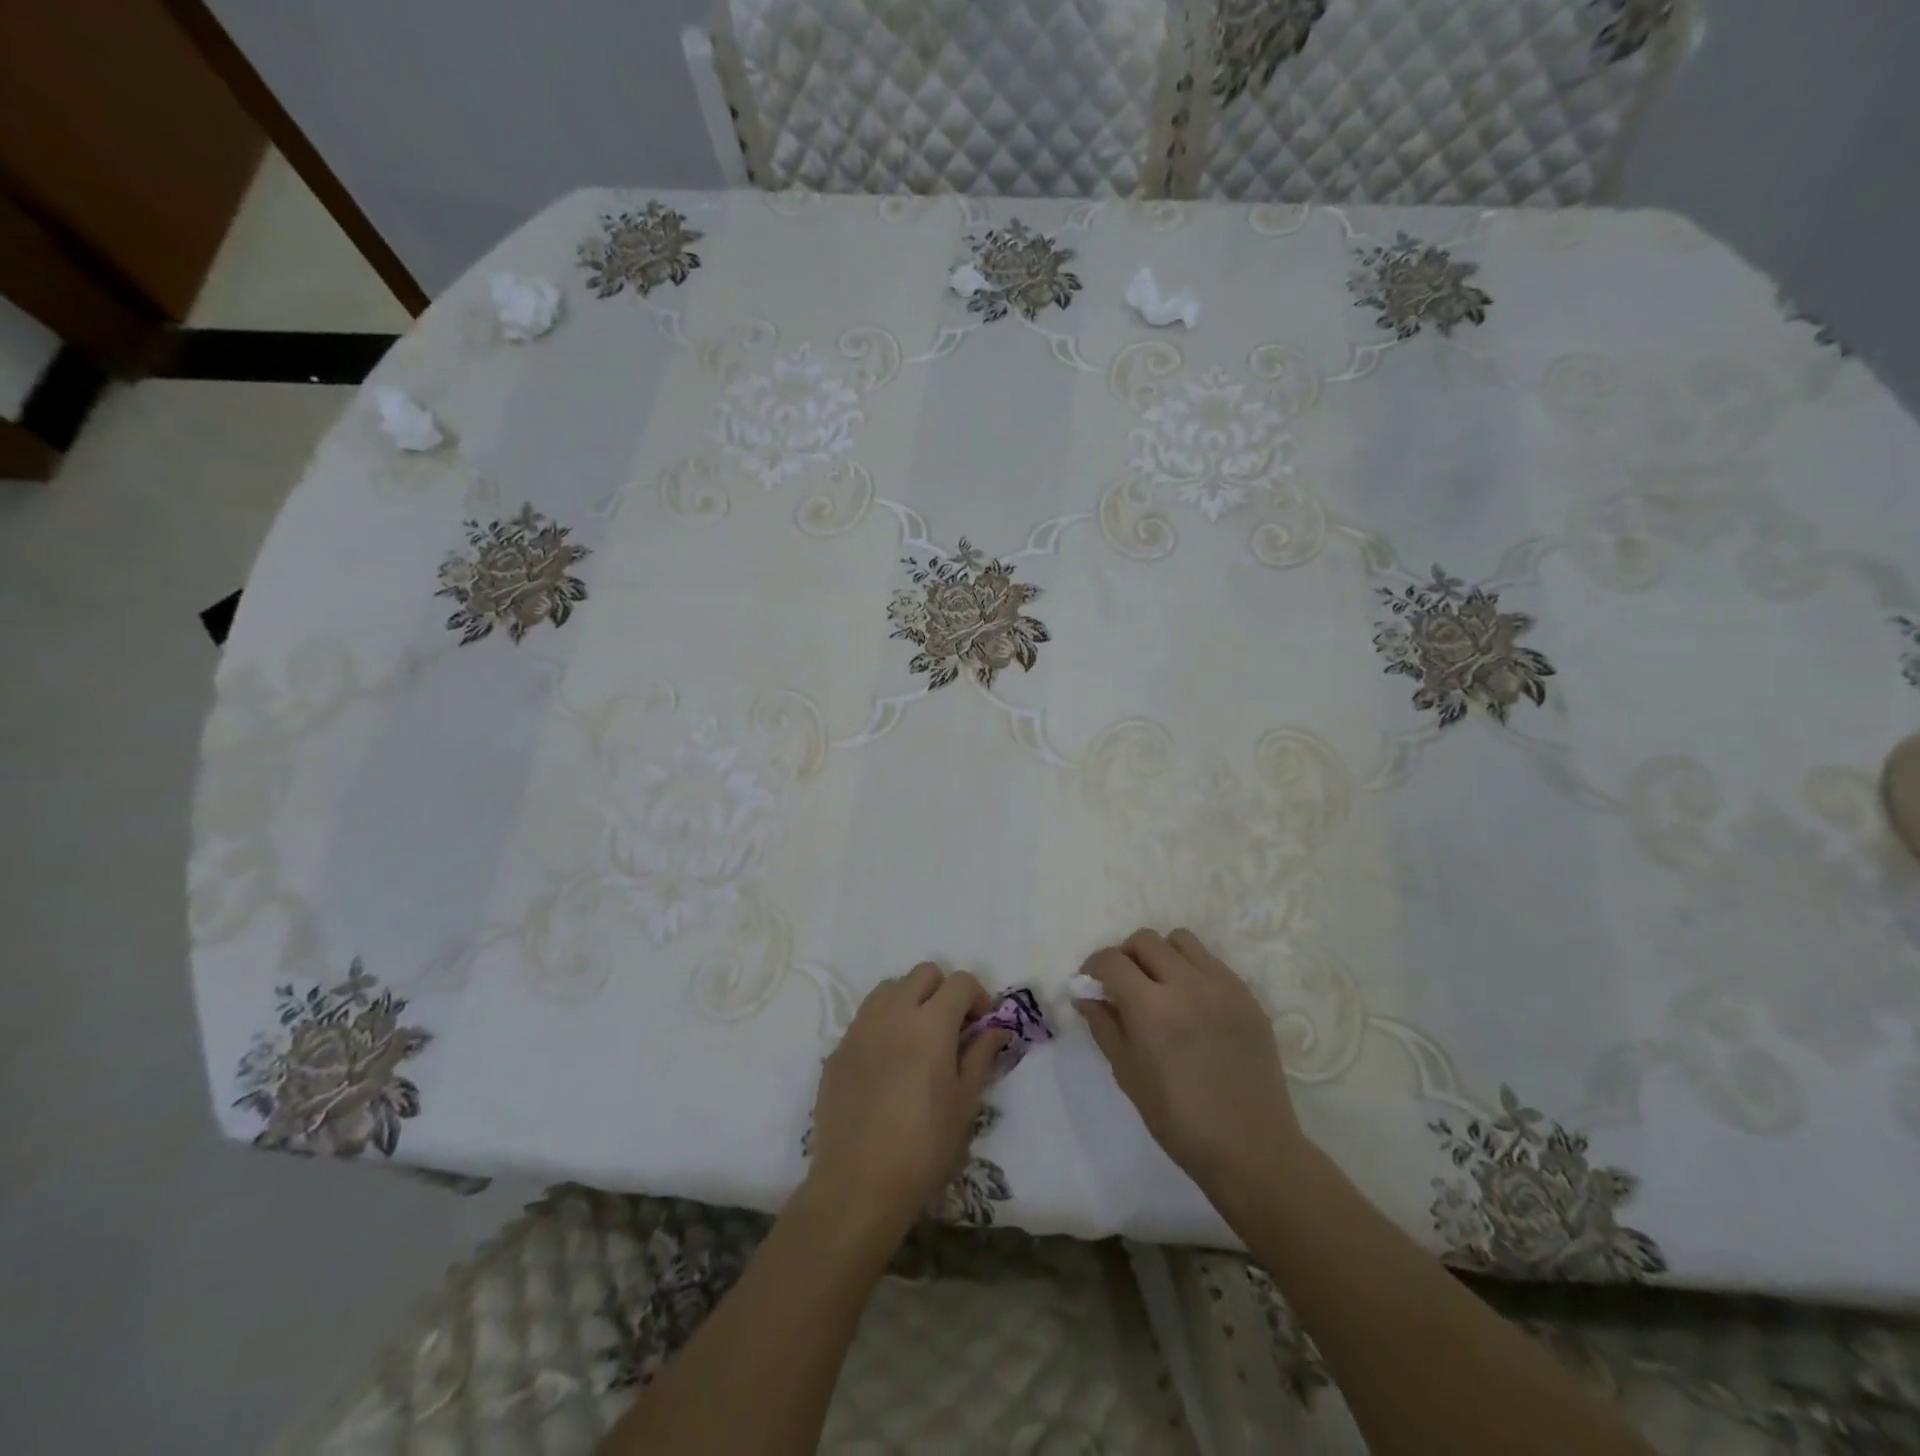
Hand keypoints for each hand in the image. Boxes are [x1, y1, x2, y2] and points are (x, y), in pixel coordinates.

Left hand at [807, 963, 1005, 1226]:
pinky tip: (888, 1063)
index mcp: (931, 1023)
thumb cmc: (924, 1146)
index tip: (982, 1026)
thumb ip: (981, 1055)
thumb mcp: (965, 1103)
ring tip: (918, 1039)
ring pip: (890, 988)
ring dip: (910, 1000)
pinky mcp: (838, 1048)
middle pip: (924, 974)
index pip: (960, 982)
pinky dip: (884, 1024)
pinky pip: (866, 1018)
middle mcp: (893, 1013)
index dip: (978, 997)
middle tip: (952, 1028)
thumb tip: (995, 1029)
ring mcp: (861, 1028)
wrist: (858, 1184)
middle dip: (944, 991)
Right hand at [1075, 928, 1307, 1204]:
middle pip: (1145, 940)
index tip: (1091, 983)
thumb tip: (1085, 995)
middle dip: (1125, 956)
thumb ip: (1104, 1026)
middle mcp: (1187, 984)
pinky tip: (1193, 1004)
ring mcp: (1222, 986)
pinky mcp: (1248, 996)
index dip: (1094, 966)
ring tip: (1160, 986)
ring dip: (1162, 954)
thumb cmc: (1179, 1120)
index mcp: (1152, 1008)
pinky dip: (1193, 970)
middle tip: (1123, 984)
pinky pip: (1212, 963)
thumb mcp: (1128, 1075)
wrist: (1251, 1149)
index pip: (1112, 960)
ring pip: (1182, 940)